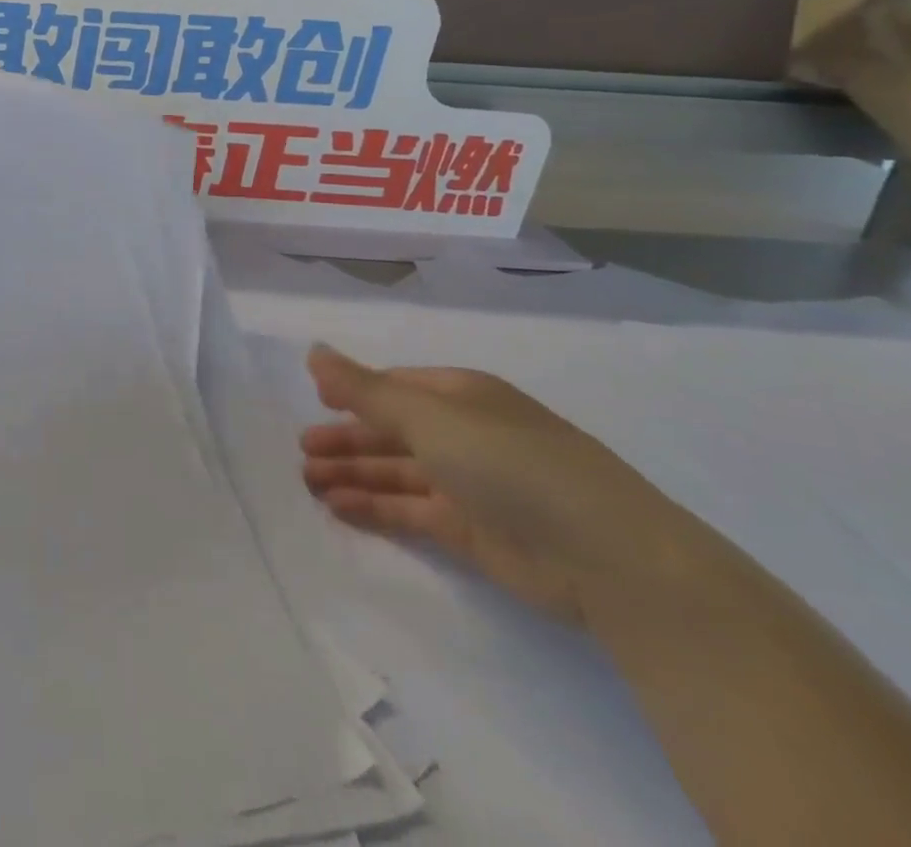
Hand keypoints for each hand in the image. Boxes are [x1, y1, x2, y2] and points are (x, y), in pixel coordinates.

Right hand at [300, 346, 702, 626]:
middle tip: (301, 448)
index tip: (314, 401)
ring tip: (307, 480)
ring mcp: (470, 485)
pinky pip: (411, 511)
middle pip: (391, 430)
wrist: (608, 560)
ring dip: (352, 473)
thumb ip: (364, 389)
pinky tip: (338, 508)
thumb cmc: (511, 463)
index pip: (395, 386)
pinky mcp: (473, 532)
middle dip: (345, 438)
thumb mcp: (429, 416)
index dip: (354, 391)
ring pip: (397, 472)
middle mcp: (464, 434)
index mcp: (461, 395)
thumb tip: (313, 350)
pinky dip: (374, 508)